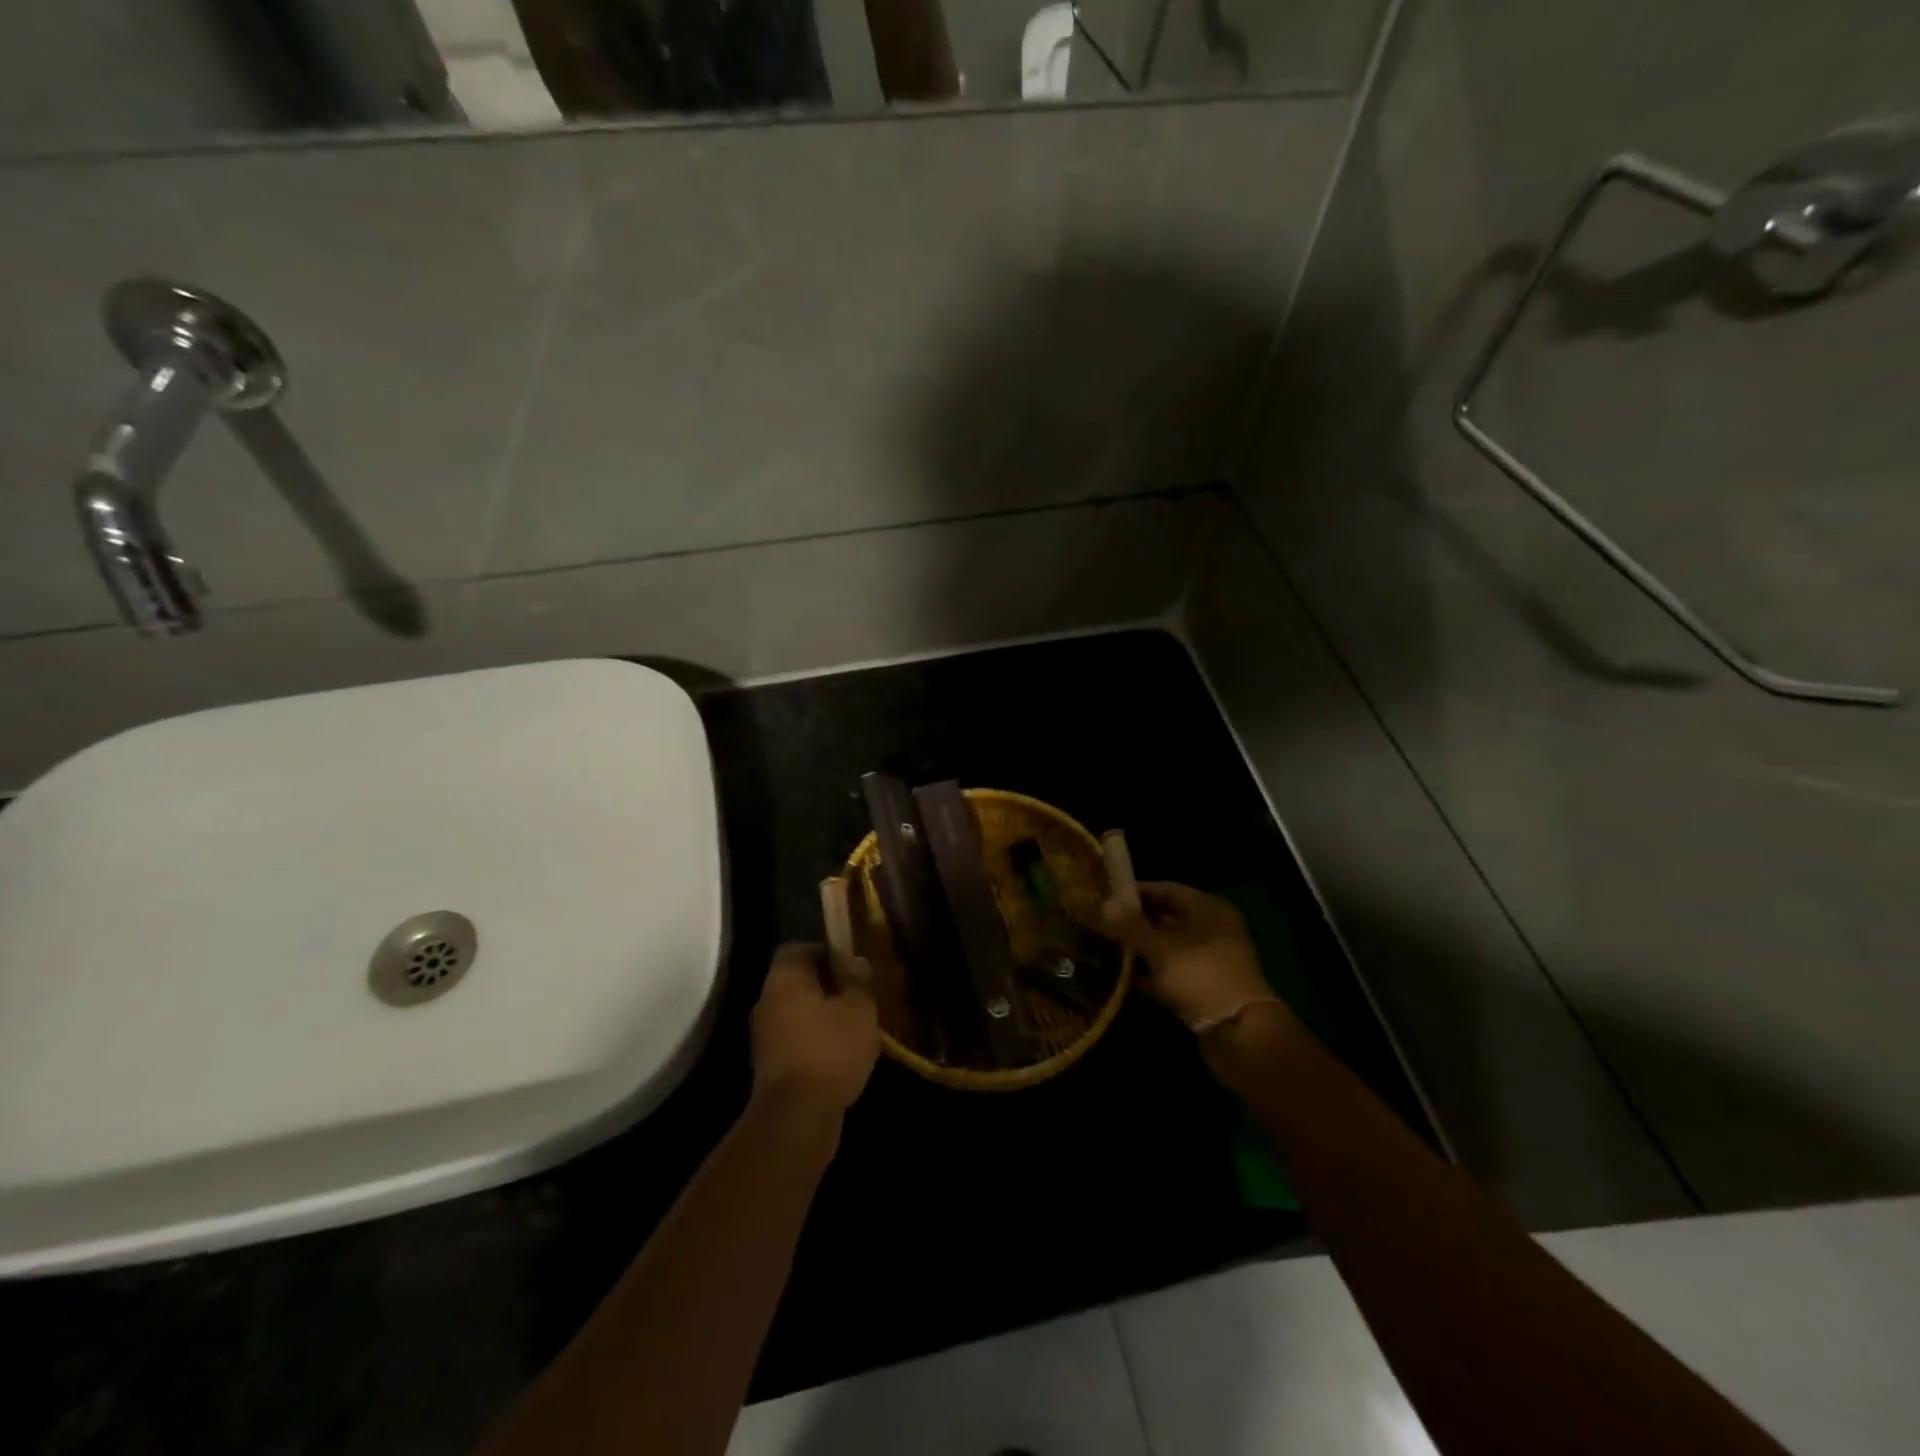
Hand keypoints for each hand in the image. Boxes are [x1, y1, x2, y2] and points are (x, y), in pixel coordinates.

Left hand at [750, 943, 879, 1117]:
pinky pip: (794, 1040)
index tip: (849, 965)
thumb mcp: (859, 1009)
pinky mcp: (769, 1066)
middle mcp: (767, 1001)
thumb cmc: (830, 1050)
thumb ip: (858, 981)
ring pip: (796, 1012)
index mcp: (784, 978)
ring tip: (853, 1027)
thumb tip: (856, 962)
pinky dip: (814, 1042)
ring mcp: (764, 1036)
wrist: (797, 1117)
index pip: (797, 948)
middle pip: (796, 981)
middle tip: (857, 996)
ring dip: (821, 1016)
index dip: (824, 952)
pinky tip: (841, 1055)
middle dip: (826, 986)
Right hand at [1102, 882, 1282, 1028]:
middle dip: (1136, 922)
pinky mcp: (1205, 988)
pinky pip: (1172, 973)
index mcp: (1209, 909)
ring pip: (1169, 947)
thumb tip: (1104, 903)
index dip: (1138, 892)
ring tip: (1108, 949)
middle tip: (1104, 924)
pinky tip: (1123, 979)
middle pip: (1168, 918)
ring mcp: (1210, 961)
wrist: (1239, 1033)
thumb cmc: (1200, 976)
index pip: (1168, 890)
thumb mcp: (1160, 948)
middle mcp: (1213, 930)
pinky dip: (1151, 974)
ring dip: (1141, 949)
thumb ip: (1131, 926)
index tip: (1107, 897)